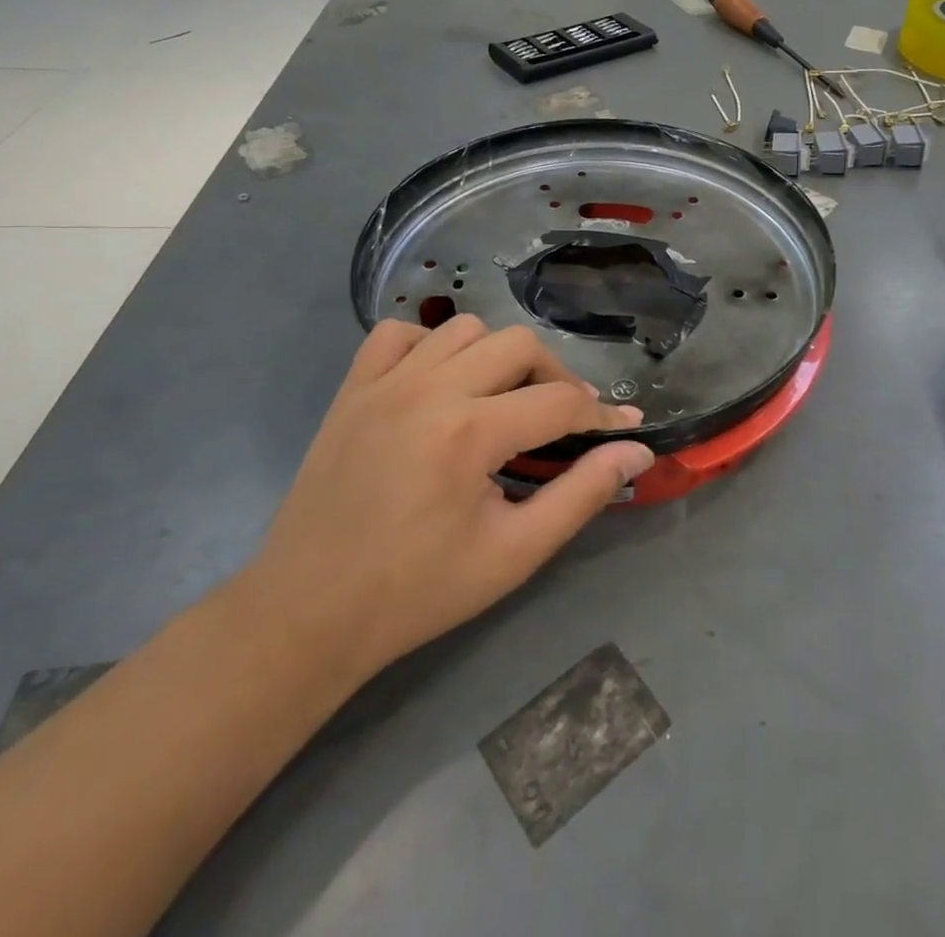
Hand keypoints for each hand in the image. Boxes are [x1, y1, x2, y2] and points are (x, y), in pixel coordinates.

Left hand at [244, 316, 652, 688]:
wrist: (308, 613)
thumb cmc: (418, 591)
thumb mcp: (514, 553)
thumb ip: (582, 494)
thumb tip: (636, 450)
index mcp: (469, 434)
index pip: (560, 401)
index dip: (602, 413)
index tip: (626, 425)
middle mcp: (428, 390)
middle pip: (519, 345)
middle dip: (555, 377)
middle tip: (561, 420)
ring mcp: (384, 383)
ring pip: (465, 329)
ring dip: (497, 357)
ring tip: (502, 400)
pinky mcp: (352, 389)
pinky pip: (399, 334)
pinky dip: (429, 345)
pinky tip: (439, 382)